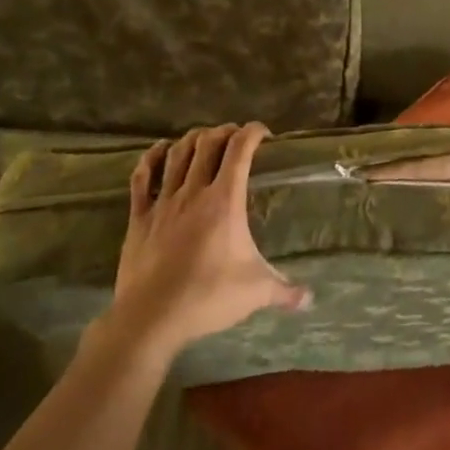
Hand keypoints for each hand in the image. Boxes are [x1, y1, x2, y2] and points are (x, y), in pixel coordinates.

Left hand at [99, 123, 309, 359]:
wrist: (151, 317)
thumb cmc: (208, 297)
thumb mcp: (255, 292)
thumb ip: (285, 291)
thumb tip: (310, 300)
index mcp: (224, 201)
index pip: (240, 151)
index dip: (252, 133)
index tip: (263, 133)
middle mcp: (193, 192)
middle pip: (207, 143)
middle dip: (224, 132)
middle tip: (235, 137)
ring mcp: (163, 202)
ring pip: (177, 154)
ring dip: (192, 139)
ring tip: (204, 138)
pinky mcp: (139, 217)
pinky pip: (142, 178)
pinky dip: (152, 157)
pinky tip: (160, 151)